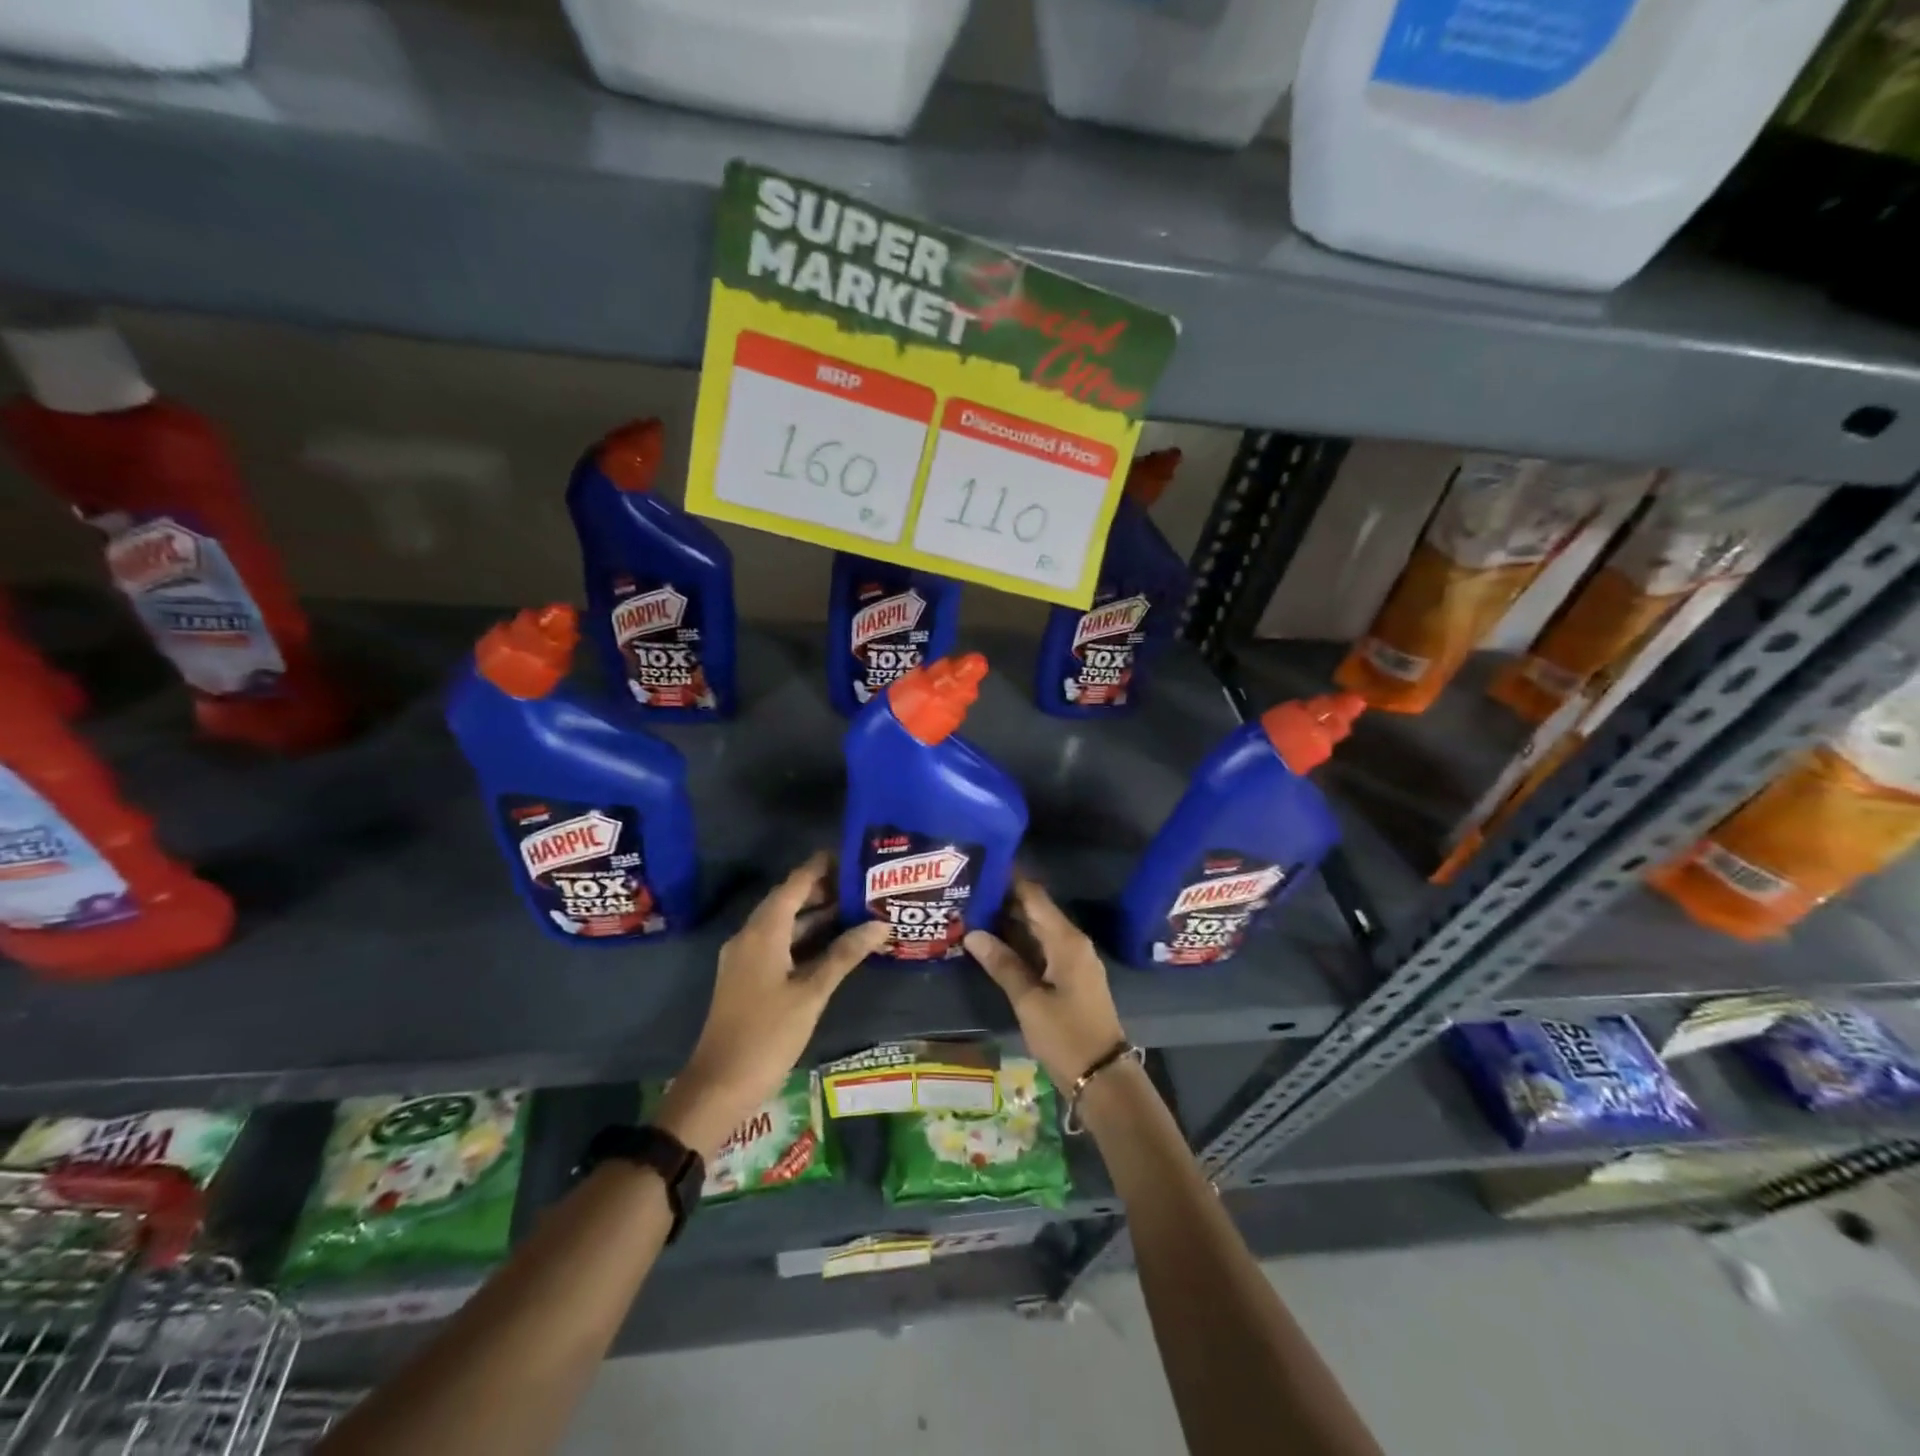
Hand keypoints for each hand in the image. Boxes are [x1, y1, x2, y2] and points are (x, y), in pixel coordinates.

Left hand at [655, 852, 888, 1157]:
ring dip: (816, 915)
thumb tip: (880, 923)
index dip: (821, 866)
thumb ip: (845, 954)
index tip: (852, 854)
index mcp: (763, 932)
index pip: (795, 883)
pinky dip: (805, 938)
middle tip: (863, 884)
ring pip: (784, 923)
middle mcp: (750, 936)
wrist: (719, 1085)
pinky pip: (779, 943)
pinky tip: (833, 945)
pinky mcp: (747, 977)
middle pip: (788, 900)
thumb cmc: (767, 1035)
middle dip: (823, 889)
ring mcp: (746, 957)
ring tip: (856, 909)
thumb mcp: (812, 993)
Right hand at [965, 873, 1126, 1090]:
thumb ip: (1002, 964)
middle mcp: (1072, 942)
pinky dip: (1019, 945)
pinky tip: (993, 946)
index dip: (1009, 880)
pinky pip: (1041, 949)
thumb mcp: (1029, 1001)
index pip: (1034, 896)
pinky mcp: (1069, 977)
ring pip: (1037, 931)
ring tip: (972, 914)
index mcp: (1066, 940)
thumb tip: (972, 933)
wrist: (1102, 1076)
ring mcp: (1073, 960)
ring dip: (1008, 924)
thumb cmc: (1066, 1035)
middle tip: (967, 893)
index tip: (981, 869)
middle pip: (1034, 911)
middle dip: (1003, 902)